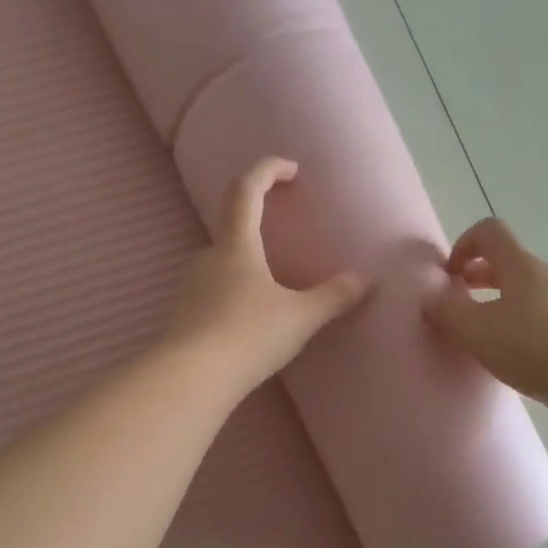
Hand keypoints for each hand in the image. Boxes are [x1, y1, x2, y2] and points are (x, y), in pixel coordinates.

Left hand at [164, 158, 370, 393]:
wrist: (192, 378)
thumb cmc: (249, 335)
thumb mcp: (301, 317)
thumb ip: (333, 297)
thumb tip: (363, 280)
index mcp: (237, 246)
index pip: (246, 189)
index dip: (267, 170)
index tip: (291, 169)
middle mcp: (209, 257)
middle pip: (231, 226)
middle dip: (257, 223)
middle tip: (284, 236)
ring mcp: (191, 286)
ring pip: (222, 262)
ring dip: (246, 263)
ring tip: (273, 287)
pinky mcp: (184, 314)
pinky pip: (214, 291)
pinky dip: (234, 293)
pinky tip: (249, 319)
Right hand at [424, 217, 547, 404]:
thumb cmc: (533, 348)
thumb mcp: (475, 331)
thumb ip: (446, 311)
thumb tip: (432, 298)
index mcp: (520, 265)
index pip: (489, 231)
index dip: (463, 245)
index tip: (449, 278)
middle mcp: (546, 274)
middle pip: (506, 261)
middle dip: (476, 279)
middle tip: (458, 307)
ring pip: (524, 290)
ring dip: (498, 304)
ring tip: (483, 337)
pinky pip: (541, 314)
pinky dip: (520, 325)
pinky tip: (514, 356)